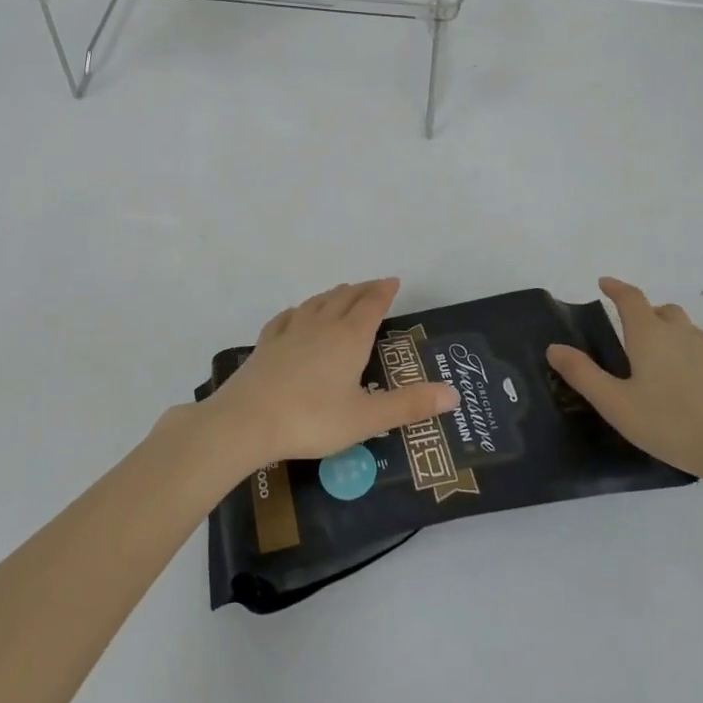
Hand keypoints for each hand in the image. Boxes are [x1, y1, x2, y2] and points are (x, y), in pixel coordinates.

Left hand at [205, 279, 457, 470]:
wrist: (247, 421)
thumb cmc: (313, 419)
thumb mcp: (367, 418)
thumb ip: (409, 405)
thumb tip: (455, 394)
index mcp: (349, 338)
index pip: (371, 305)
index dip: (384, 292)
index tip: (394, 281)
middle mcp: (321, 326)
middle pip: (345, 298)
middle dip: (362, 290)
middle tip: (374, 285)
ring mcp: (290, 332)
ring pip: (316, 303)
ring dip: (333, 294)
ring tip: (342, 291)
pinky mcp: (266, 344)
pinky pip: (286, 317)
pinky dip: (299, 310)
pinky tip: (297, 312)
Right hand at [546, 277, 702, 489]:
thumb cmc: (672, 423)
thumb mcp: (616, 404)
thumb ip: (583, 374)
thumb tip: (554, 347)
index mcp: (650, 334)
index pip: (631, 298)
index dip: (615, 288)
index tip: (603, 283)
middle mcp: (680, 334)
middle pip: (661, 310)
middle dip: (643, 311)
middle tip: (627, 329)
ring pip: (684, 329)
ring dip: (666, 331)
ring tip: (652, 358)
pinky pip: (699, 351)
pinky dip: (685, 354)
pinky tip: (680, 383)